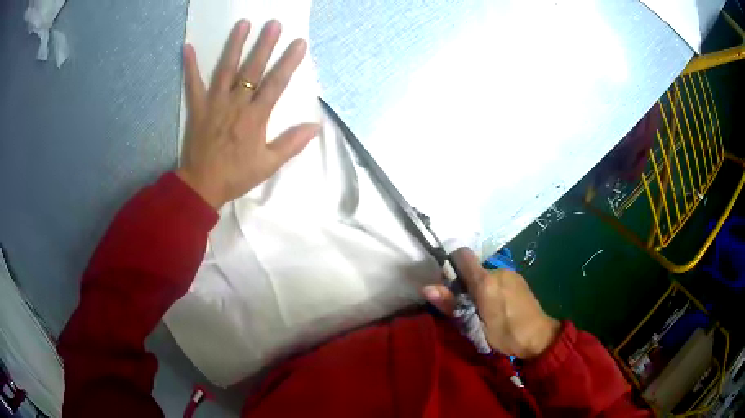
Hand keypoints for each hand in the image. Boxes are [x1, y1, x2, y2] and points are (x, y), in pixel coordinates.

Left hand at [177, 20, 319, 208]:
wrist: (202, 186)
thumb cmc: (236, 175)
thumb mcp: (268, 164)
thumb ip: (291, 143)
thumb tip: (315, 126)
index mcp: (255, 117)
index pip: (276, 84)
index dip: (288, 62)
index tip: (299, 43)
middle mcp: (235, 104)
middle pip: (252, 70)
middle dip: (264, 45)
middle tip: (273, 23)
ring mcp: (214, 103)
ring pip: (225, 69)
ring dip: (234, 45)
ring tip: (243, 24)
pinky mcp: (197, 108)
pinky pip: (193, 84)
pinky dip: (190, 66)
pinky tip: (188, 47)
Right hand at [423, 248, 560, 358]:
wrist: (541, 337)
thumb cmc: (506, 335)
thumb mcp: (475, 326)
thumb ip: (452, 305)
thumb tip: (426, 287)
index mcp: (486, 281)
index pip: (462, 255)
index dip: (451, 264)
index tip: (448, 284)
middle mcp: (498, 271)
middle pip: (473, 269)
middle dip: (465, 285)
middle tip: (467, 309)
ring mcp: (511, 274)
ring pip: (485, 276)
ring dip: (480, 289)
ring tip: (484, 312)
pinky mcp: (519, 280)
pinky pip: (498, 279)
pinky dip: (492, 290)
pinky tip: (499, 308)